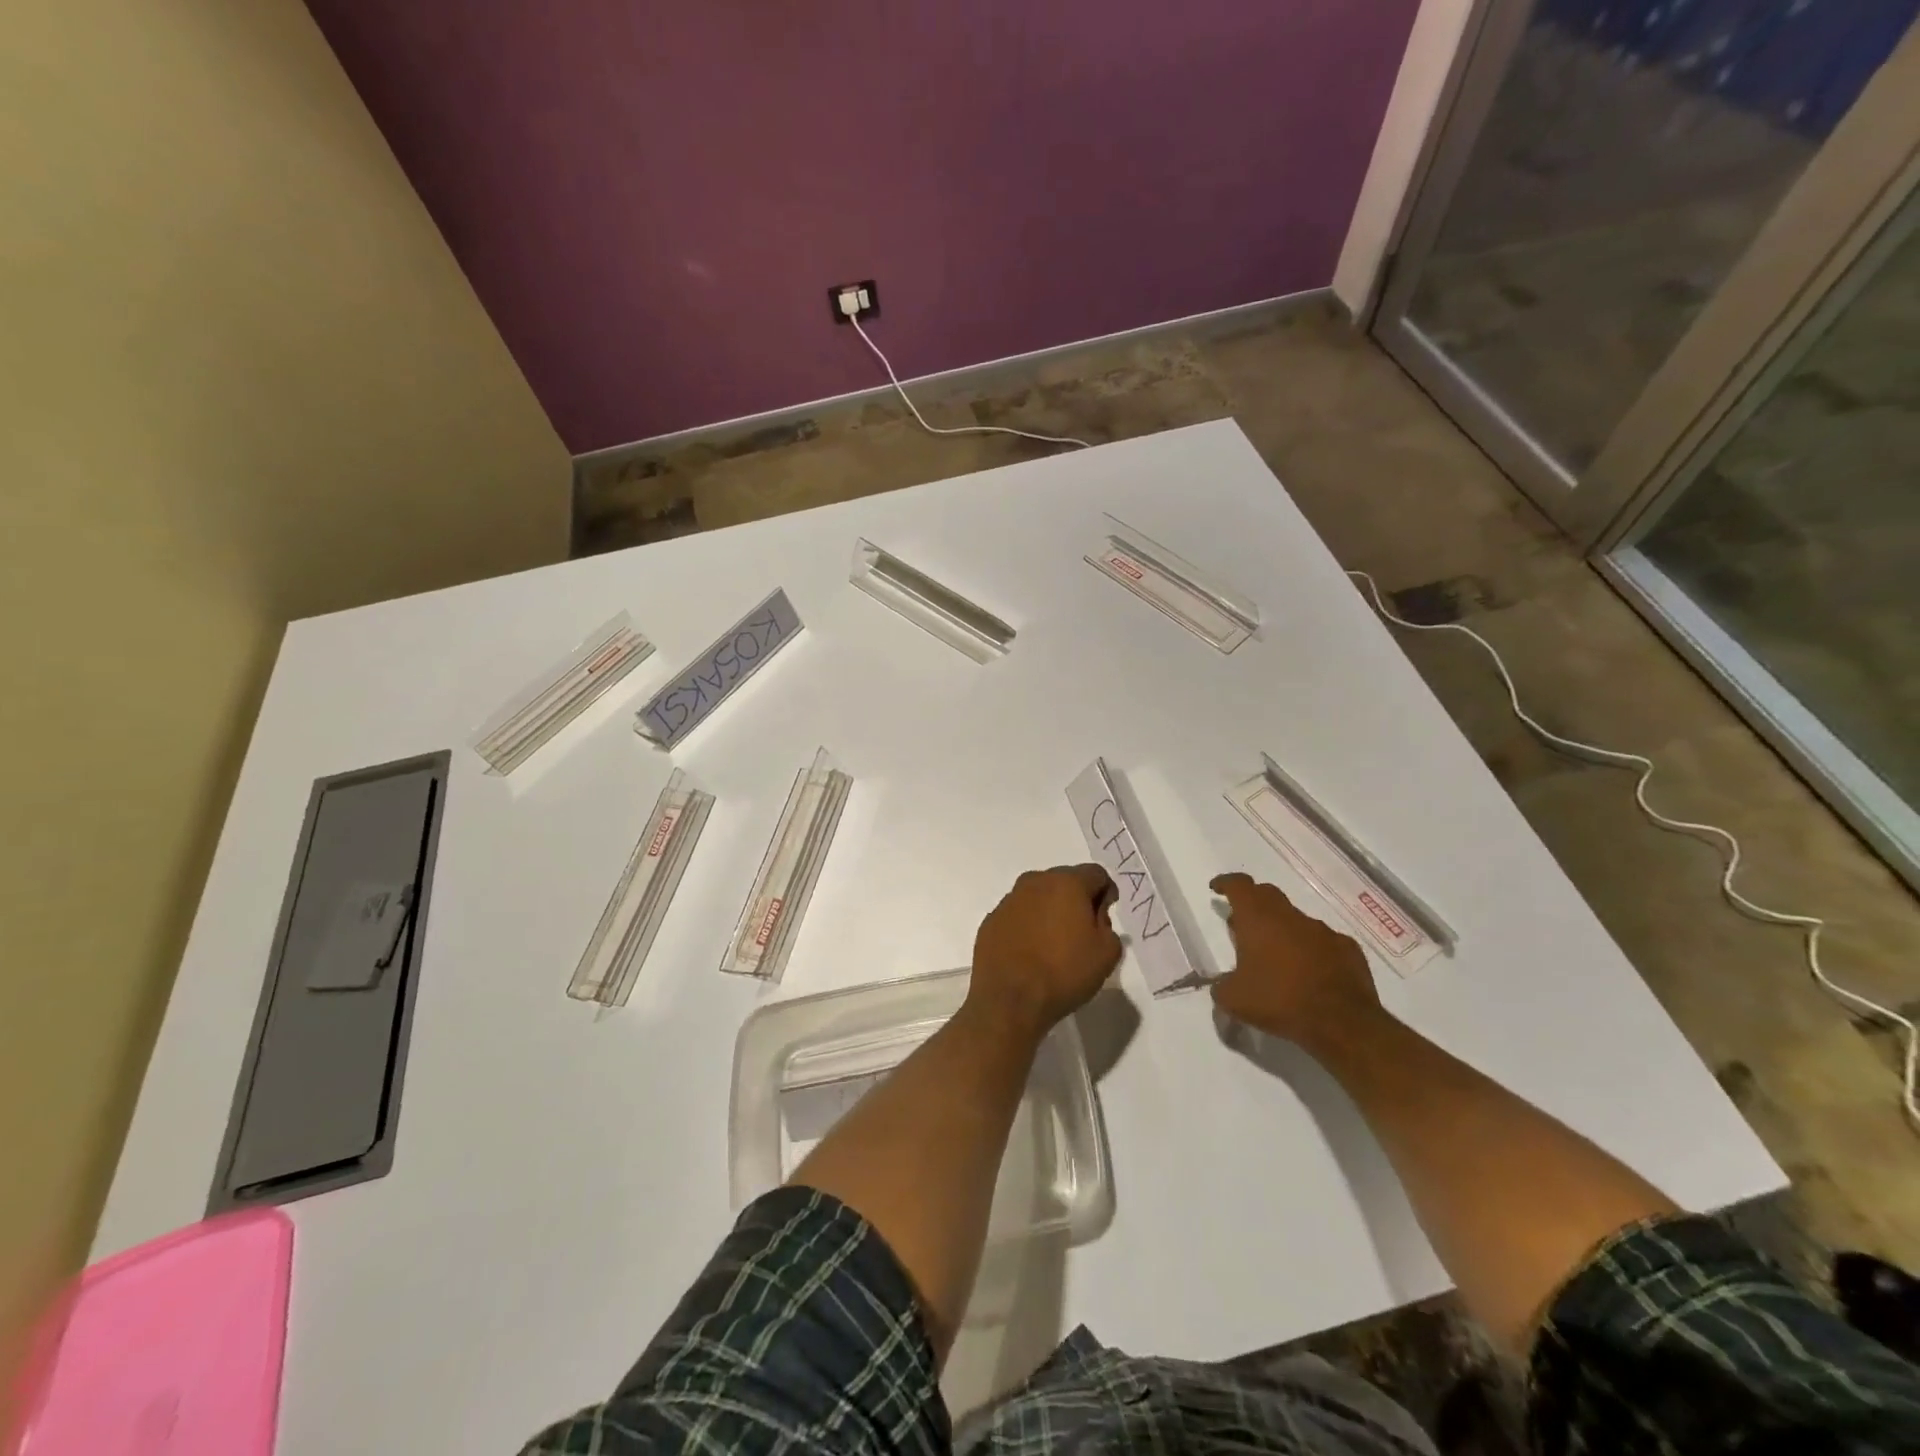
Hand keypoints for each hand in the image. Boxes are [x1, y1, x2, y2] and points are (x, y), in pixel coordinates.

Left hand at [970, 865, 1122, 1038]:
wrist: (1009, 999)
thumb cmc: (1064, 973)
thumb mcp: (1107, 953)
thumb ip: (1108, 926)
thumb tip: (1094, 916)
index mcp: (1067, 883)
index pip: (1096, 874)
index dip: (1106, 892)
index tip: (1104, 916)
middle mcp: (1035, 882)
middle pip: (1065, 881)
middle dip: (1076, 899)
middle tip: (1082, 931)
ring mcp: (1009, 900)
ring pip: (1038, 897)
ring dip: (1049, 911)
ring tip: (1054, 944)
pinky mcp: (991, 920)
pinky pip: (1018, 915)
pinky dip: (1027, 926)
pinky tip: (1030, 952)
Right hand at [1209, 873, 1382, 1047]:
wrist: (1342, 1023)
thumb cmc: (1280, 1001)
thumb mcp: (1234, 1000)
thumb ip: (1221, 987)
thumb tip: (1221, 986)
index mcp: (1258, 919)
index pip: (1239, 885)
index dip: (1226, 883)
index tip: (1217, 889)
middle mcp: (1290, 916)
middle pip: (1268, 894)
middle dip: (1253, 902)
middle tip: (1243, 921)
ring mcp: (1322, 931)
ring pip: (1296, 919)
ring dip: (1283, 929)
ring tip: (1276, 954)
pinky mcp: (1347, 948)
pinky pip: (1323, 940)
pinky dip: (1311, 948)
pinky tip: (1309, 971)